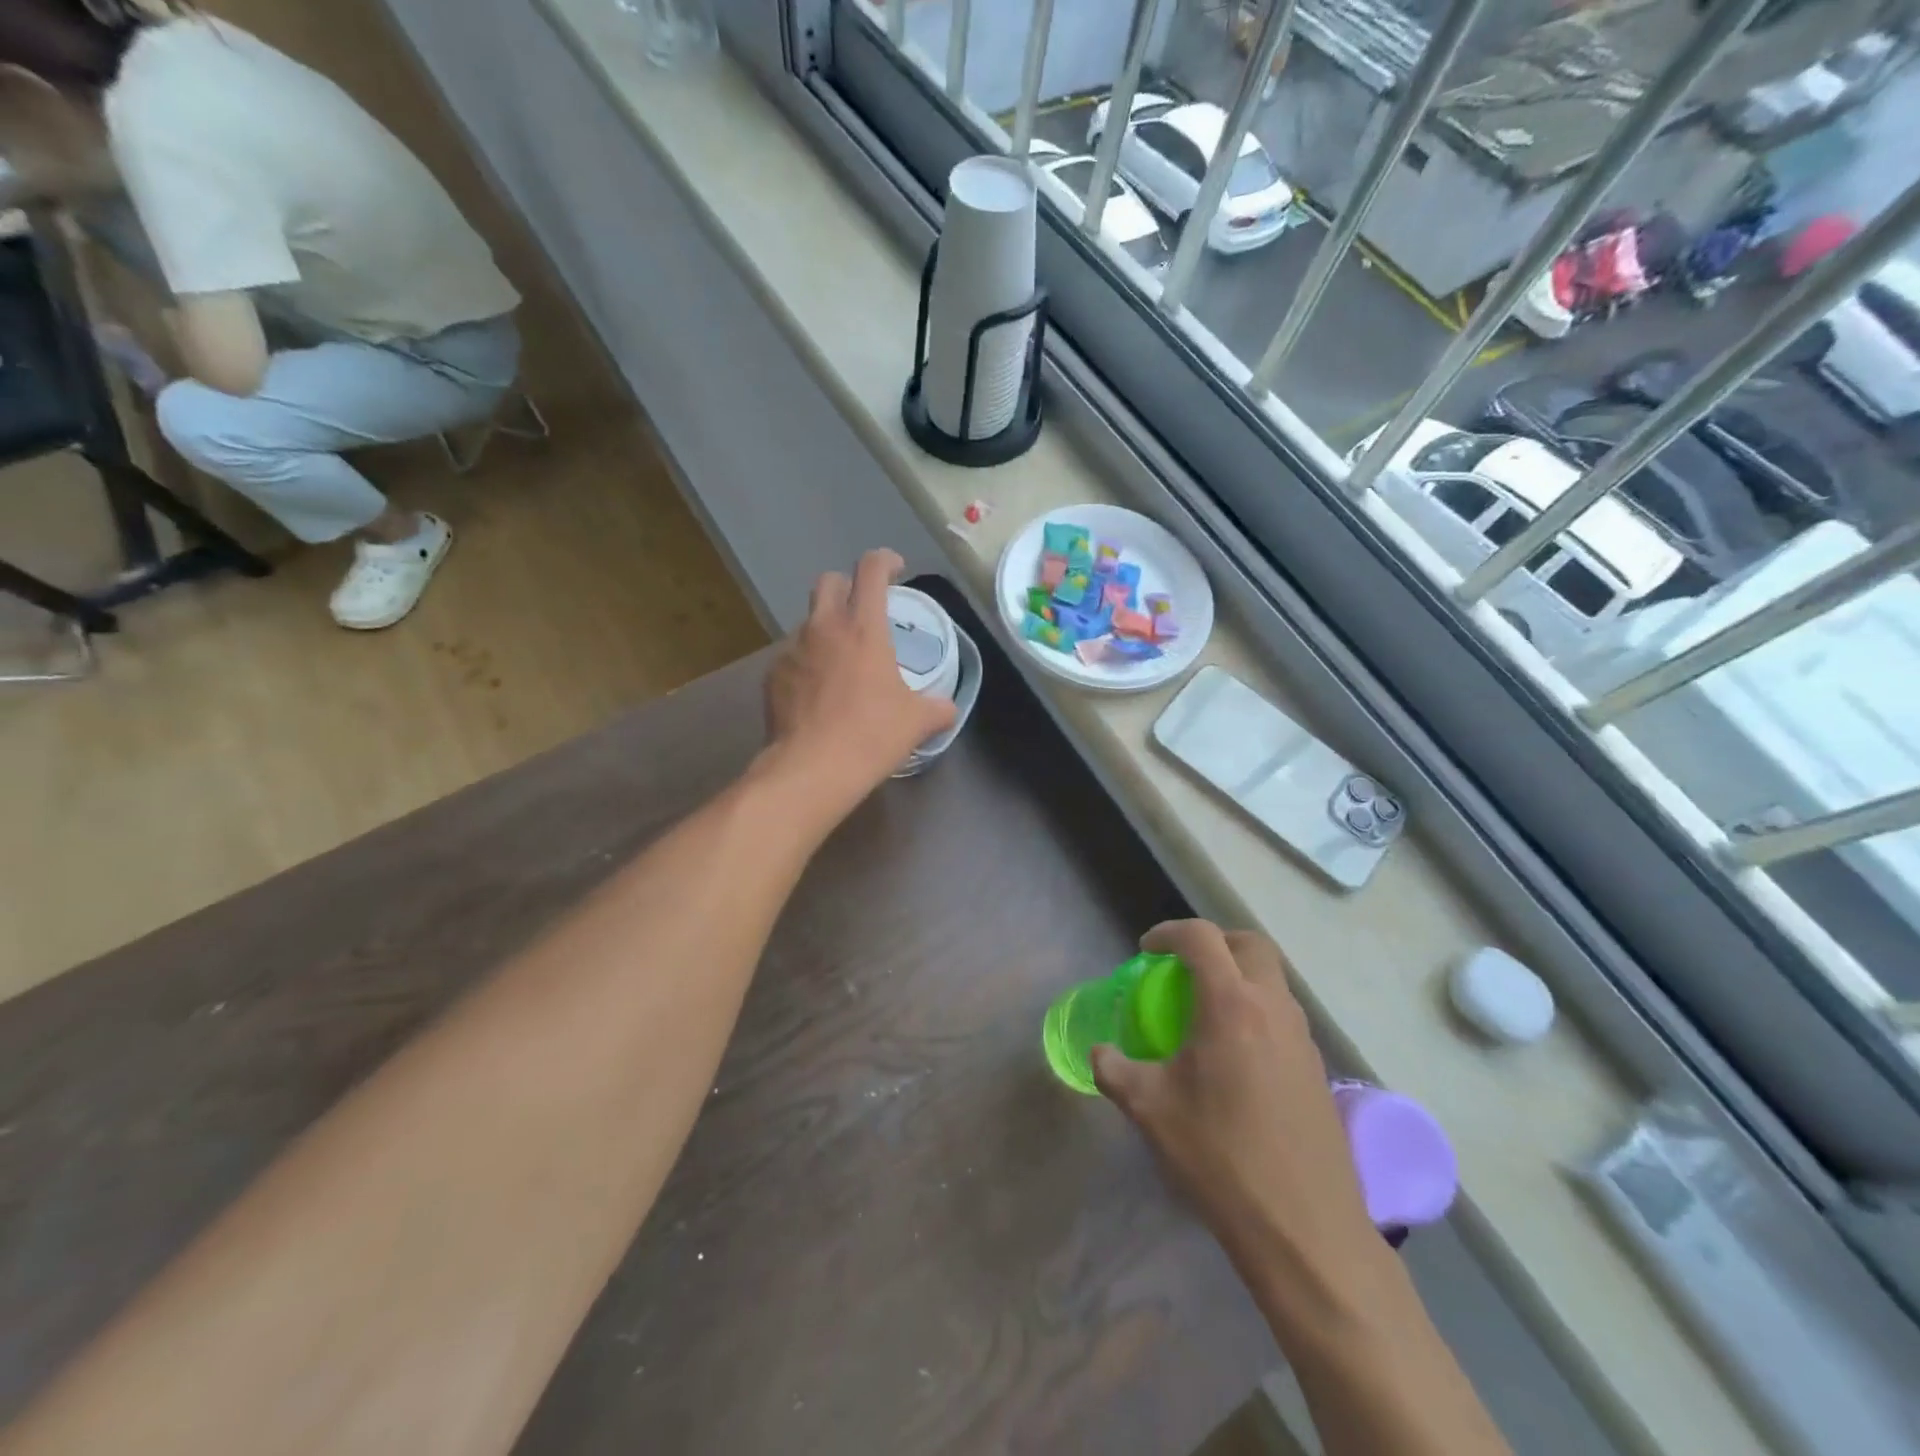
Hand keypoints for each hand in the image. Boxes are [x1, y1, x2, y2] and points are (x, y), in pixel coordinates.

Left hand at [762, 551, 956, 811]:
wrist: (812, 768)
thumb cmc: (871, 735)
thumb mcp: (916, 722)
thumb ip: (937, 708)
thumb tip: (948, 708)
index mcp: (863, 627)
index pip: (871, 569)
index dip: (885, 561)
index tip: (895, 570)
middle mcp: (823, 628)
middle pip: (829, 582)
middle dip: (847, 587)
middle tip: (863, 611)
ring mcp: (792, 650)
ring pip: (808, 622)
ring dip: (826, 629)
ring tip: (840, 661)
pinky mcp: (772, 676)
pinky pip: (792, 656)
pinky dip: (807, 664)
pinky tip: (818, 693)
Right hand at [1092, 921, 1378, 1281]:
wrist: (1304, 1229)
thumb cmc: (1219, 1157)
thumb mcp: (1150, 1110)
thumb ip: (1114, 1070)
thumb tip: (1100, 1054)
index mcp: (1230, 1005)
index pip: (1202, 938)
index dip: (1169, 932)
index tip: (1147, 951)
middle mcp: (1273, 1009)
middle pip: (1250, 944)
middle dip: (1215, 942)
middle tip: (1184, 967)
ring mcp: (1302, 1038)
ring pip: (1272, 980)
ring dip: (1238, 977)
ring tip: (1206, 1013)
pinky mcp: (1318, 1069)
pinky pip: (1283, 1016)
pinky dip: (1255, 1012)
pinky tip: (1235, 1058)